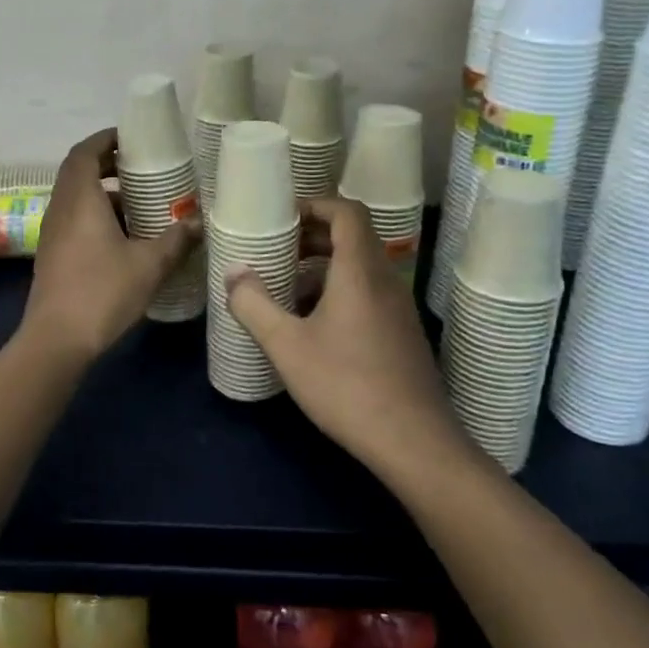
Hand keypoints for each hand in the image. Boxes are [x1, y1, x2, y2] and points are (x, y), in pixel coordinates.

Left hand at [21, 129, 200, 364]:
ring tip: (139, 202)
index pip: (84, 153)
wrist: (56, 339)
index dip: (105, 140)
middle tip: (140, 168)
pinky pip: (73, 219)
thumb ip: (175, 240)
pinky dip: (95, 215)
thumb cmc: (102, 291)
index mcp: (80, 199)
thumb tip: (198, 223)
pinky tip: (123, 236)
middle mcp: (60, 209)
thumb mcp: (149, 265)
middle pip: (78, 172)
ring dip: (103, 193)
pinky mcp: (52, 254)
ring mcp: (52, 233)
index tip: (130, 137)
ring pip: (75, 198)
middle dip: (107, 165)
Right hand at [227, 198, 471, 482]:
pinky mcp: (402, 333)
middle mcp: (385, 280)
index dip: (315, 205)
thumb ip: (254, 304)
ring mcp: (398, 308)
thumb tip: (234, 273)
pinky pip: (368, 293)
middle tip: (278, 250)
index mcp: (360, 271)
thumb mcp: (287, 345)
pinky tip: (313, 325)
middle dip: (313, 236)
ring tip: (287, 289)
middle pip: (353, 237)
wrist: (414, 442)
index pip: (347, 212)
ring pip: (360, 267)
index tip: (283, 218)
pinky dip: (339, 291)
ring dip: (324, 267)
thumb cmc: (346, 385)